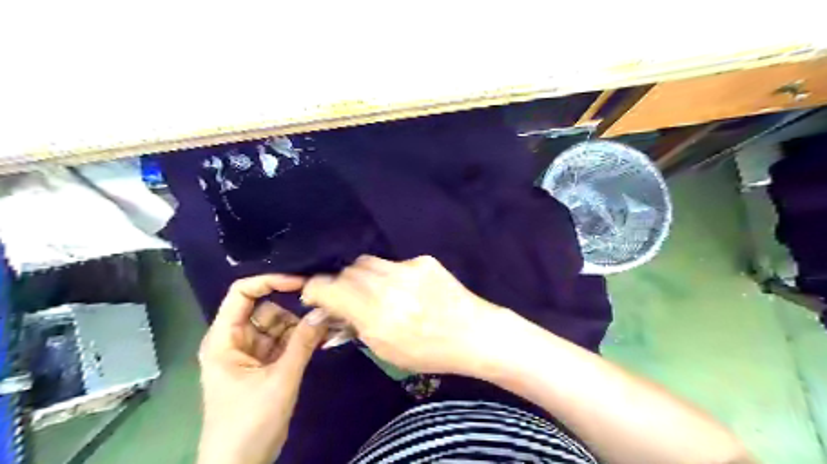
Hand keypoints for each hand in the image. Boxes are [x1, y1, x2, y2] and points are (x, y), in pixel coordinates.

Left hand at [198, 275, 328, 463]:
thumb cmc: (249, 423)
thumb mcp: (280, 380)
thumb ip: (303, 342)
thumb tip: (325, 310)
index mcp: (224, 339)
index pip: (242, 293)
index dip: (270, 282)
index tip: (301, 284)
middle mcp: (236, 340)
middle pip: (266, 309)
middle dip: (295, 309)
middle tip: (326, 308)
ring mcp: (251, 352)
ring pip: (280, 325)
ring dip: (303, 325)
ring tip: (330, 326)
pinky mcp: (265, 364)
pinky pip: (285, 341)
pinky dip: (303, 339)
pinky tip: (324, 338)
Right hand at [300, 255, 499, 374]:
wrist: (473, 333)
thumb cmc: (428, 352)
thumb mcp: (385, 350)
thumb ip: (356, 325)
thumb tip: (333, 308)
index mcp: (376, 313)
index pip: (328, 287)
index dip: (315, 288)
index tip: (314, 295)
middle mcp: (388, 285)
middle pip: (347, 270)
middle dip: (340, 283)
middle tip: (346, 296)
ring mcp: (407, 268)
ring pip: (368, 261)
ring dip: (362, 275)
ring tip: (374, 290)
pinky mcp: (423, 260)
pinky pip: (394, 262)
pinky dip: (390, 274)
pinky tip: (404, 289)